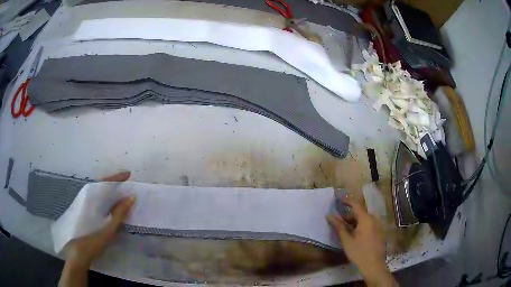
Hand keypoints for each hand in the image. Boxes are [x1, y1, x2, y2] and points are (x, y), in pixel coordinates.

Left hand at [59, 171, 134, 286]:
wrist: (78, 250)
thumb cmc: (94, 238)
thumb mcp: (109, 227)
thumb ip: (119, 212)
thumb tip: (131, 197)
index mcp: (93, 197)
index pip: (106, 182)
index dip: (117, 178)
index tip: (128, 174)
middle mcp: (87, 195)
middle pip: (101, 184)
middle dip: (113, 181)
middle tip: (125, 183)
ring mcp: (83, 201)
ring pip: (97, 190)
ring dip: (108, 189)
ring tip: (119, 191)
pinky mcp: (82, 208)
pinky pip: (94, 197)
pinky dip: (103, 196)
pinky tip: (108, 203)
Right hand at [326, 198, 396, 286]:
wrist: (373, 265)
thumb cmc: (358, 252)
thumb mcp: (346, 240)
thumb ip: (338, 226)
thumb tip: (329, 216)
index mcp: (366, 219)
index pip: (355, 205)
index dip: (347, 201)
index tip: (338, 199)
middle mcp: (373, 219)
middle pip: (360, 213)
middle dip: (348, 215)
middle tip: (338, 221)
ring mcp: (377, 225)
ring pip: (364, 219)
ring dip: (354, 221)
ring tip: (345, 229)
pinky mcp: (379, 232)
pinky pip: (368, 224)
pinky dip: (360, 225)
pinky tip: (354, 235)